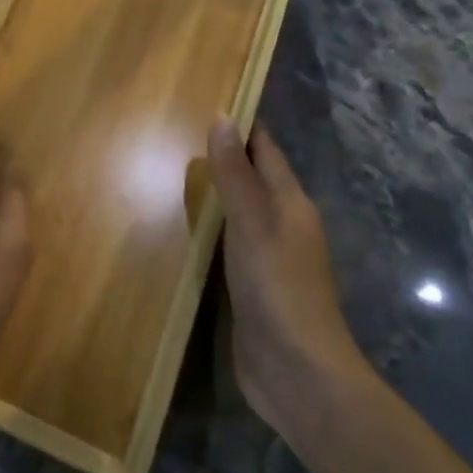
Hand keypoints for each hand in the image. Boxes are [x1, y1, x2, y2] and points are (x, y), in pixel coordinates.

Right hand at [209, 118, 367, 440]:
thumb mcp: (252, 223)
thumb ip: (234, 174)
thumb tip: (222, 117)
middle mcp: (283, 224)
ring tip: (175, 169)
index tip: (211, 98)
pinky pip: (228, 242)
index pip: (266, 150)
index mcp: (290, 203)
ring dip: (215, 191)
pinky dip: (209, 227)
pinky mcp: (251, 286)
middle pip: (253, 177)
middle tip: (179, 130)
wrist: (298, 373)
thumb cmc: (277, 287)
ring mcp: (268, 257)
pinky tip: (185, 226)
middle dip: (225, 154)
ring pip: (240, 210)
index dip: (243, 125)